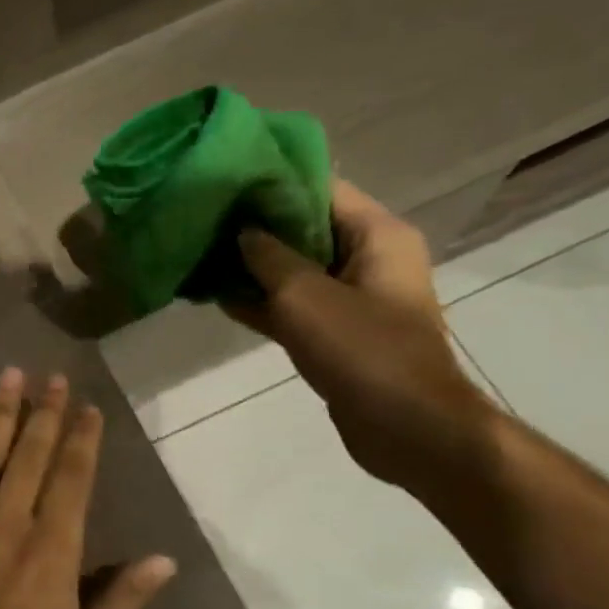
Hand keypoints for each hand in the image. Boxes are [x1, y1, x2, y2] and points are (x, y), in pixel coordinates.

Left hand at [0, 368, 176, 608]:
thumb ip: (122, 598)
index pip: (73, 479)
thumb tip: (166, 559)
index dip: (82, 439)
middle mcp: (11, 525)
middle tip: (53, 376)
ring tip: (11, 375)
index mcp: (54, 551)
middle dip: (45, 412)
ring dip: (1, 412)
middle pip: (31, 454)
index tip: (88, 407)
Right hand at [225, 180, 497, 492]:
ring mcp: (353, 299)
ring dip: (252, 267)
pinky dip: (261, 302)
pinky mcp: (337, 334)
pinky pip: (294, 306)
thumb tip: (242, 230)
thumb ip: (268, 257)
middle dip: (254, 227)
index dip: (272, 182)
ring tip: (200, 254)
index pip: (320, 189)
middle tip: (202, 218)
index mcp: (377, 235)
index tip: (224, 180)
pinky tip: (216, 297)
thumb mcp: (305, 296)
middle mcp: (369, 259)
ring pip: (294, 271)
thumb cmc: (363, 351)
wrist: (408, 428)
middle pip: (305, 229)